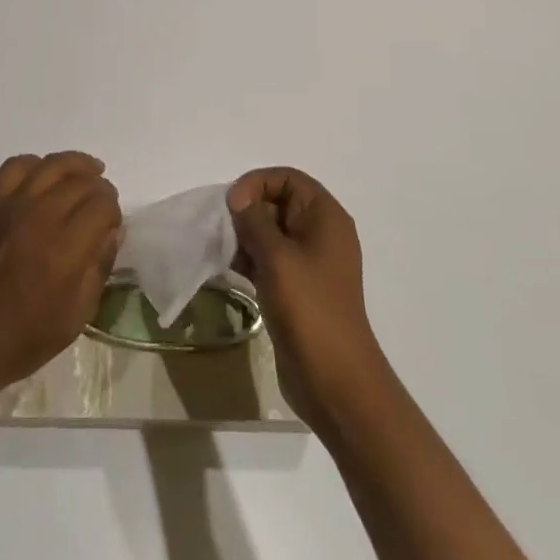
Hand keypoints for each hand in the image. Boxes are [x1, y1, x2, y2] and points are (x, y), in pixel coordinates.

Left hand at [0, 152, 120, 407]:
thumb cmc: (20, 340)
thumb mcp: (74, 319)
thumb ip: (99, 269)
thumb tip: (113, 231)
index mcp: (65, 251)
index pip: (102, 204)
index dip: (114, 210)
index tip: (112, 223)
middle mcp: (40, 217)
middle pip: (81, 181)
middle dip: (99, 188)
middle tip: (101, 204)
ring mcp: (10, 205)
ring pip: (52, 165)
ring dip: (76, 165)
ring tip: (87, 172)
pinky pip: (16, 165)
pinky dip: (36, 164)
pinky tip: (44, 176)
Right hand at [228, 168, 388, 430]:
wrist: (336, 381)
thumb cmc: (310, 309)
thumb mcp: (277, 257)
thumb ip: (254, 220)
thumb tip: (239, 200)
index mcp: (325, 217)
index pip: (287, 178)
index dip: (257, 183)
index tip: (232, 205)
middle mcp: (320, 233)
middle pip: (278, 202)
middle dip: (247, 210)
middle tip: (223, 229)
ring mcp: (310, 263)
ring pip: (270, 231)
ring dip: (245, 236)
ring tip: (223, 250)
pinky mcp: (298, 288)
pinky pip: (270, 258)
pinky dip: (250, 258)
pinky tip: (230, 269)